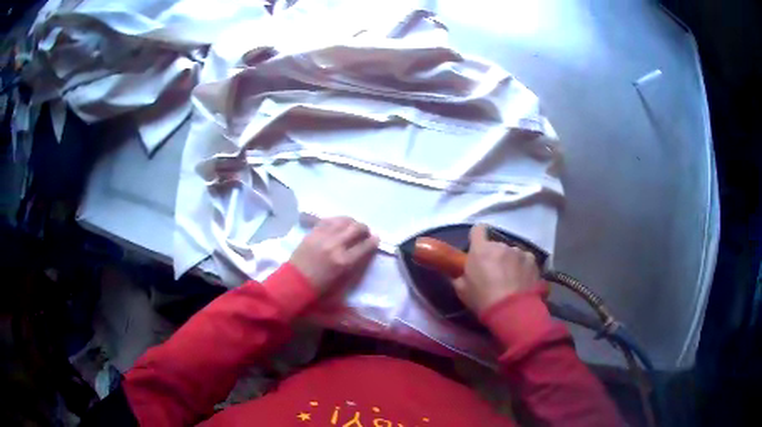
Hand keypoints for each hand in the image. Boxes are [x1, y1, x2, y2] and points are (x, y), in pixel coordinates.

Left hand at [290, 216, 379, 293]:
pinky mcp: (313, 232)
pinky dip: (337, 220)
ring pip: (343, 220)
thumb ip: (355, 264)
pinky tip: (339, 225)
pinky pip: (329, 220)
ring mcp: (323, 236)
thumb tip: (364, 251)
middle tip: (364, 233)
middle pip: (356, 228)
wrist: (295, 281)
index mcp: (344, 261)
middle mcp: (335, 245)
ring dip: (352, 222)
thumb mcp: (342, 280)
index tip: (376, 239)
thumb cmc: (320, 286)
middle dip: (364, 229)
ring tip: (352, 227)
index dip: (373, 241)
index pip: (365, 246)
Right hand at [453, 224, 541, 313]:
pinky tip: (522, 281)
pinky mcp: (532, 260)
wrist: (512, 311)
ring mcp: (519, 252)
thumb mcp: (462, 290)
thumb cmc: (483, 299)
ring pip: (511, 253)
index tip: (477, 248)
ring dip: (509, 262)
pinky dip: (523, 267)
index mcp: (481, 249)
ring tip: (511, 280)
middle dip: (494, 256)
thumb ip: (461, 276)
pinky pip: (525, 260)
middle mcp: (500, 245)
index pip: (478, 229)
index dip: (477, 237)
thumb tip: (462, 273)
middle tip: (493, 273)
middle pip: (495, 245)